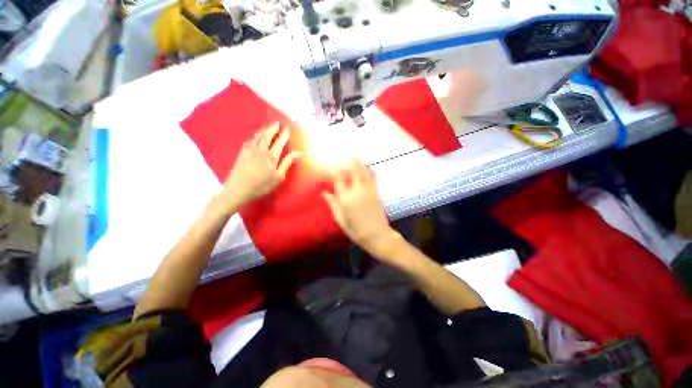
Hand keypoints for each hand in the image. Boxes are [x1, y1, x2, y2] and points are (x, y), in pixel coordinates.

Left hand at [220, 122, 297, 210]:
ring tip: (268, 127)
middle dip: (273, 128)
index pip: (280, 142)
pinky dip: (254, 136)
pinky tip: (255, 136)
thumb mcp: (278, 177)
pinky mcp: (242, 153)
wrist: (238, 189)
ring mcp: (250, 150)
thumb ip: (287, 163)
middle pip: (267, 135)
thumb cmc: (262, 185)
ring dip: (264, 130)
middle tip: (277, 123)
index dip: (284, 135)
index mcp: (271, 156)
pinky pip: (249, 140)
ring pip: (258, 136)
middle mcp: (261, 150)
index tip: (287, 128)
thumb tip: (296, 153)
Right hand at [323, 160, 395, 255]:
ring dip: (360, 162)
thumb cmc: (356, 230)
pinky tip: (366, 168)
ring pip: (365, 170)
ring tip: (356, 157)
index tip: (330, 164)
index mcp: (346, 198)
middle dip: (350, 159)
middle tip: (346, 153)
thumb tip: (325, 193)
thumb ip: (332, 204)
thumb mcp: (340, 219)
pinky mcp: (376, 192)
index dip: (334, 169)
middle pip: (355, 169)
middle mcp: (358, 190)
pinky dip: (369, 169)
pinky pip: (373, 176)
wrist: (377, 235)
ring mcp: (369, 189)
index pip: (339, 178)